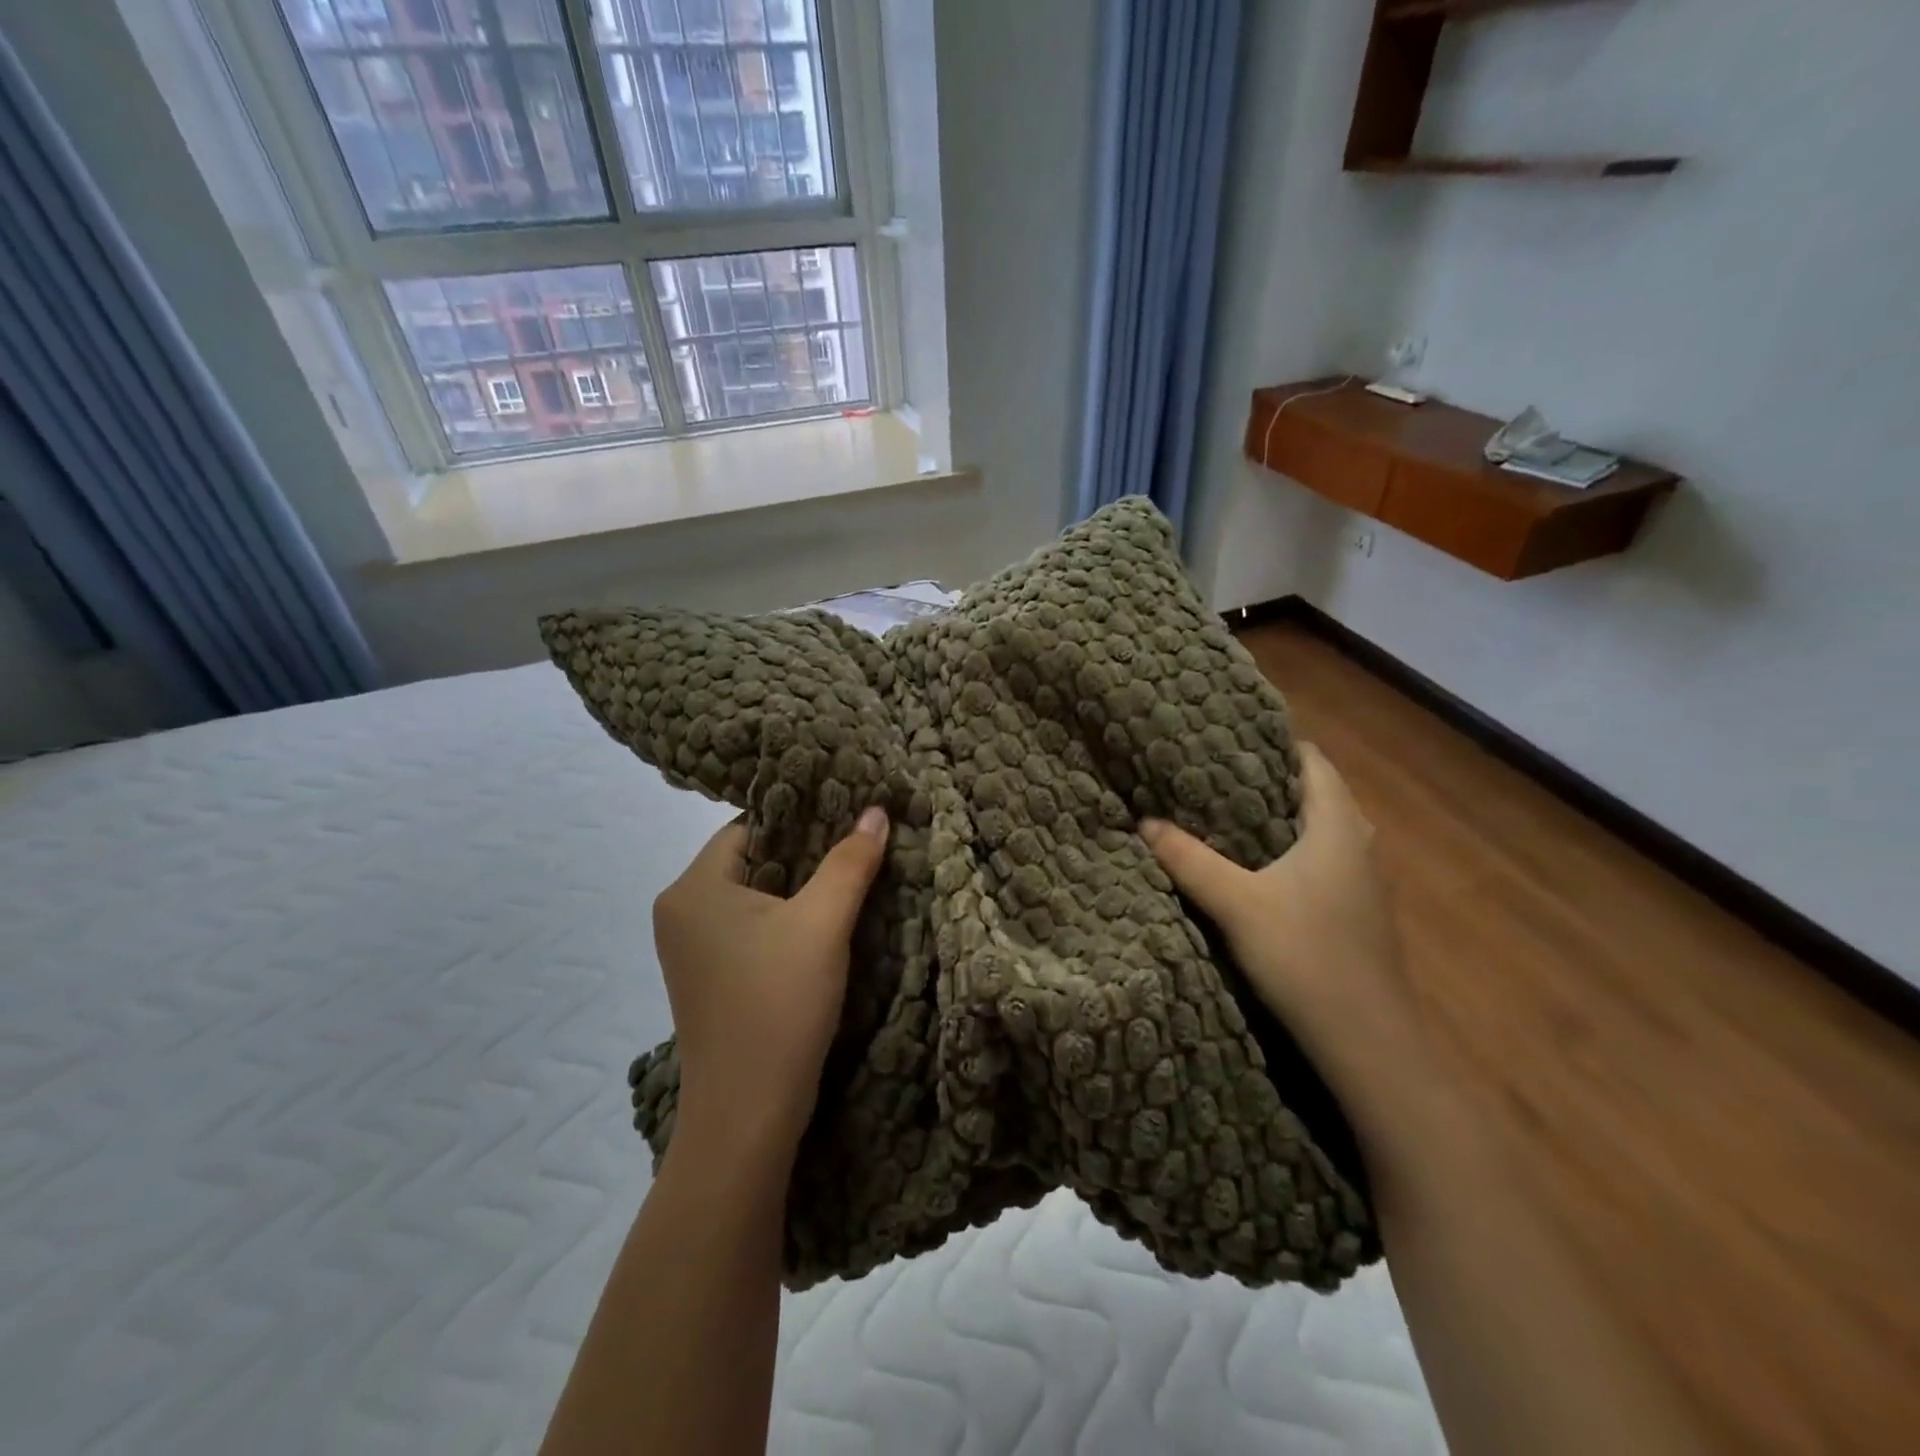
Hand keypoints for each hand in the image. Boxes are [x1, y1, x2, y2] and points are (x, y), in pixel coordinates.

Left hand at [652, 807, 890, 1158]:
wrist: (746, 1115)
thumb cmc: (779, 1005)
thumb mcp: (822, 924)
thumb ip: (850, 862)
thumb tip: (876, 810)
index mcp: (692, 887)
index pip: (750, 826)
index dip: (801, 817)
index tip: (848, 814)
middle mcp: (680, 910)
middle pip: (751, 858)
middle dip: (805, 853)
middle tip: (858, 844)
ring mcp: (689, 948)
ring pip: (753, 895)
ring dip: (798, 889)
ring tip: (849, 878)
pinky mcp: (707, 977)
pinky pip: (748, 927)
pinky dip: (783, 920)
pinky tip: (822, 924)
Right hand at [1140, 744, 1417, 1119]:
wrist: (1367, 1041)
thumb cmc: (1305, 956)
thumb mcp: (1237, 904)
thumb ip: (1190, 860)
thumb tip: (1145, 823)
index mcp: (1338, 828)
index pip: (1314, 762)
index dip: (1276, 743)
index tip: (1230, 735)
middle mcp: (1359, 845)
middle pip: (1319, 793)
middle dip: (1272, 778)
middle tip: (1218, 771)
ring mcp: (1364, 882)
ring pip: (1323, 829)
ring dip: (1283, 817)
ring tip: (1230, 811)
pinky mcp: (1358, 912)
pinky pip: (1324, 859)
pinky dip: (1293, 849)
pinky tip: (1258, 866)